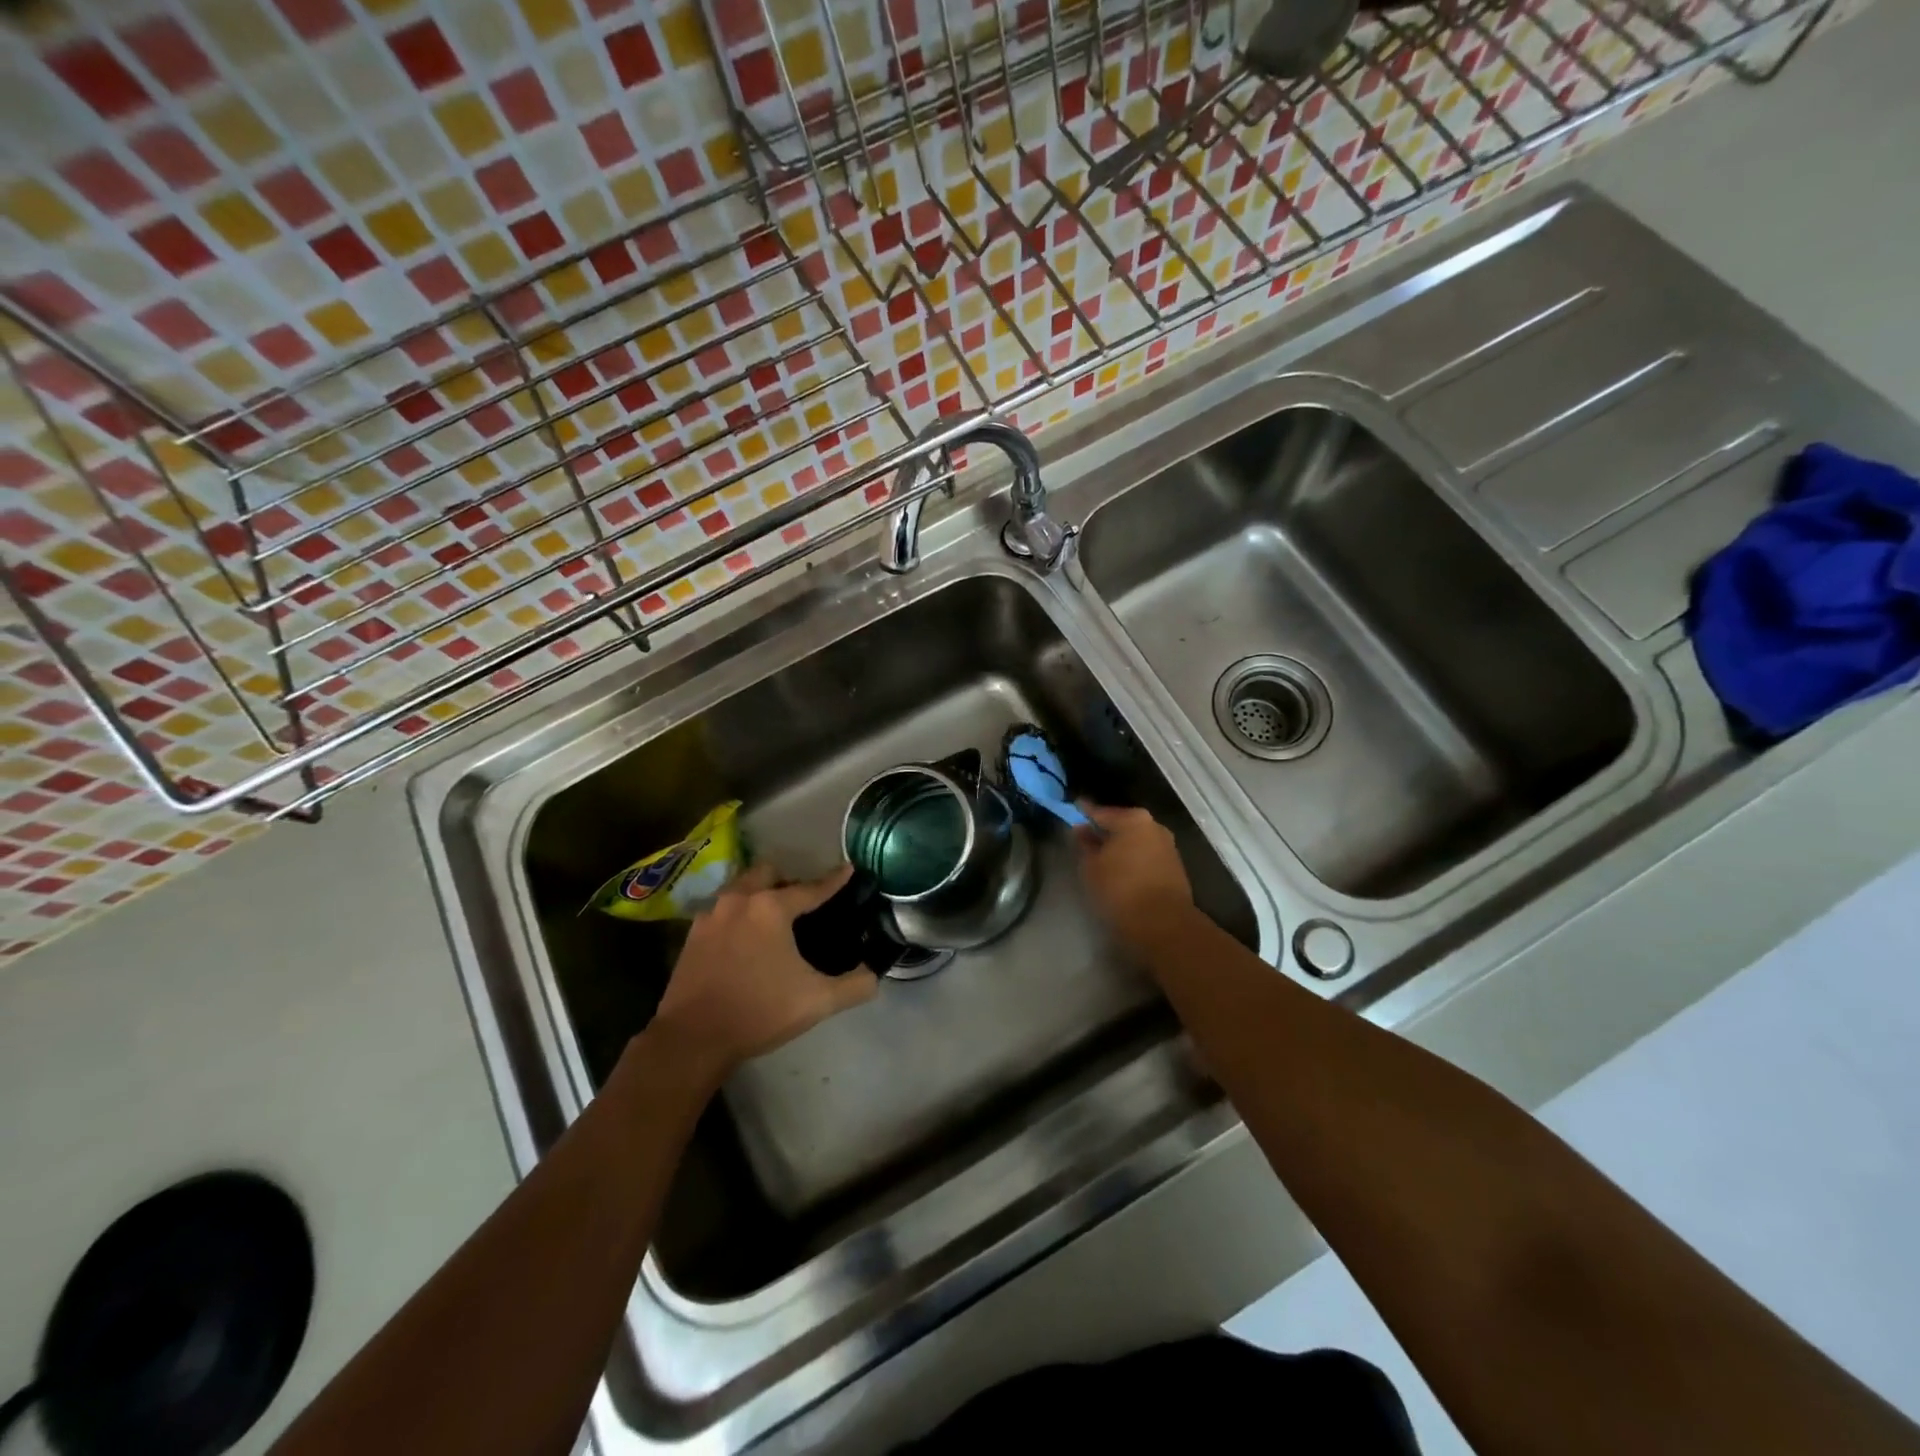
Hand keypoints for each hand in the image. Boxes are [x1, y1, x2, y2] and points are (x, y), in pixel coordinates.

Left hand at [646, 865, 877, 1082]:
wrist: (693, 1039)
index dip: (835, 880)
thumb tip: (874, 975)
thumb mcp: (817, 1001)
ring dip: (759, 893)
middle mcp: (740, 900)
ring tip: (774, 917)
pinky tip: (745, 939)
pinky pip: (723, 909)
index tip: (849, 869)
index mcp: (772, 908)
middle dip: (788, 880)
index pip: (812, 888)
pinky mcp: (693, 934)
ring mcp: (712, 915)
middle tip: (803, 902)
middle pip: (769, 873)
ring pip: (741, 887)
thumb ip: (854, 985)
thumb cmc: (759, 1012)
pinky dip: (739, 914)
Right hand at [1077, 804, 1195, 947]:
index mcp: (1133, 819)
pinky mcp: (1175, 867)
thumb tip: (1082, 828)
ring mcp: (1168, 846)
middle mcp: (1154, 826)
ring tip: (1103, 860)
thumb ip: (1084, 843)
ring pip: (1136, 841)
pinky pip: (1147, 856)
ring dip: (1121, 847)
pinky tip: (1122, 872)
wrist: (1163, 923)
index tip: (1073, 811)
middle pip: (1122, 824)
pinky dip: (1133, 860)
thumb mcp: (1091, 866)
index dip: (1084, 812)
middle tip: (1086, 839)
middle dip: (1105, 831)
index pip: (1101, 812)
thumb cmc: (1120, 889)